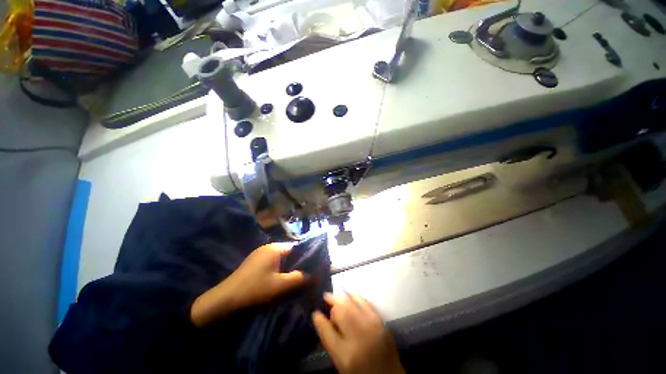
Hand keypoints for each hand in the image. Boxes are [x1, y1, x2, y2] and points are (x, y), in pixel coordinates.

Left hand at [191, 243, 305, 326]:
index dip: (306, 257)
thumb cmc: (255, 289)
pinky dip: (279, 269)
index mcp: (275, 248)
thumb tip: (314, 275)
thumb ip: (299, 278)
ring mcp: (261, 253)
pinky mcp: (255, 261)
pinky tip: (280, 279)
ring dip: (288, 267)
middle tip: (305, 275)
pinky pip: (273, 262)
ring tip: (294, 279)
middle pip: (289, 252)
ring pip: (281, 258)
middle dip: (297, 263)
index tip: (313, 267)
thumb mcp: (280, 285)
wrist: (225, 299)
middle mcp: (269, 247)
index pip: (297, 247)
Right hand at [312, 293, 404, 373]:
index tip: (315, 313)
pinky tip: (351, 295)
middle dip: (332, 301)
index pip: (326, 331)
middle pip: (340, 311)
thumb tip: (324, 319)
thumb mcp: (341, 363)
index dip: (319, 320)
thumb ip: (332, 342)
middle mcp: (358, 338)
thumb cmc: (360, 372)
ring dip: (342, 297)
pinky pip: (365, 302)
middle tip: (326, 296)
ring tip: (336, 295)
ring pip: (352, 303)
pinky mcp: (381, 321)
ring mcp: (371, 327)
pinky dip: (356, 297)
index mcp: (345, 354)